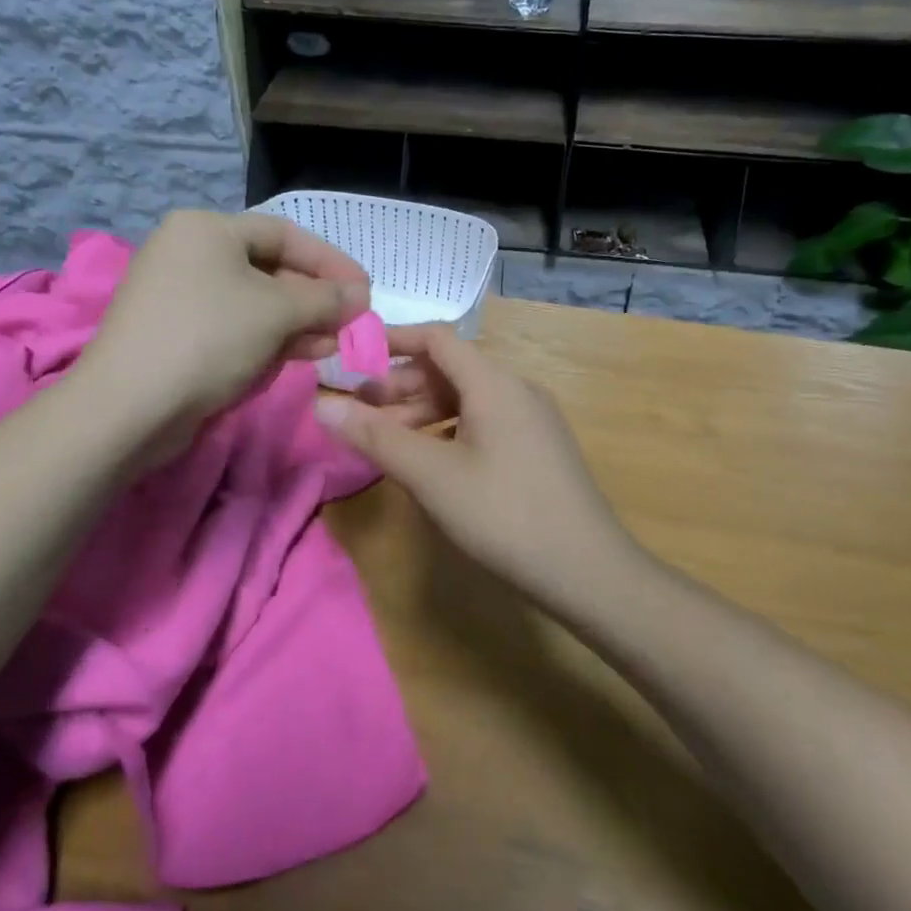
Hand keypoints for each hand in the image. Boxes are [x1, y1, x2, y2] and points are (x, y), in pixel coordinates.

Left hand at [78, 211, 369, 453]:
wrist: (128, 408)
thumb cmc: (207, 338)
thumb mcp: (276, 312)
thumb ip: (325, 299)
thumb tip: (361, 296)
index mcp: (207, 229)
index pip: (285, 234)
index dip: (330, 262)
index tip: (365, 290)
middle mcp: (190, 253)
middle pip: (270, 269)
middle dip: (314, 298)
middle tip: (350, 323)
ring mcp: (180, 296)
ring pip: (254, 303)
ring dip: (297, 323)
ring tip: (332, 345)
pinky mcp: (178, 335)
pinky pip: (234, 327)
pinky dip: (268, 339)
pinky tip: (299, 356)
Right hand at [315, 325, 635, 592]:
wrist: (589, 572)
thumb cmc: (503, 515)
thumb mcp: (431, 475)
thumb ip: (375, 436)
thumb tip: (321, 404)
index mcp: (494, 382)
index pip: (436, 338)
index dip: (392, 341)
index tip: (352, 360)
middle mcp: (517, 389)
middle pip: (450, 369)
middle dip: (401, 387)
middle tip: (361, 415)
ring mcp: (532, 419)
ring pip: (467, 399)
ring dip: (423, 412)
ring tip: (388, 442)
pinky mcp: (538, 448)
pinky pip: (485, 422)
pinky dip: (449, 431)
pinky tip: (431, 462)